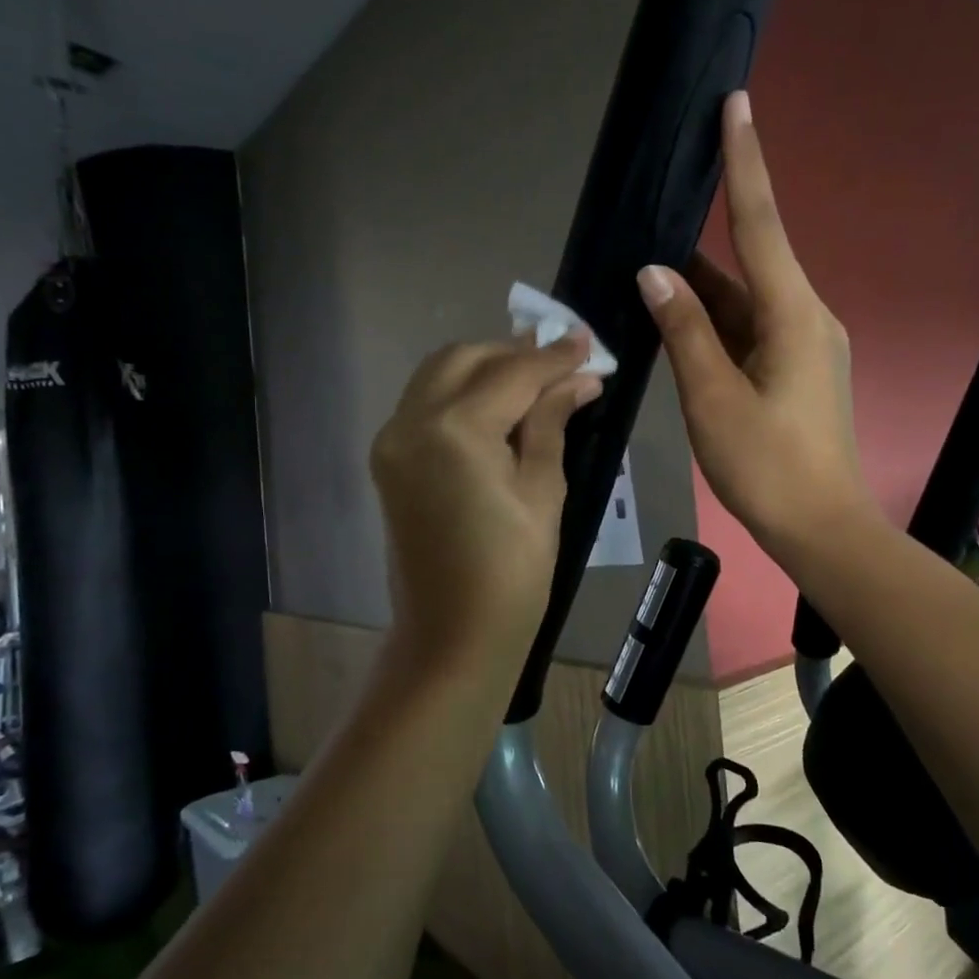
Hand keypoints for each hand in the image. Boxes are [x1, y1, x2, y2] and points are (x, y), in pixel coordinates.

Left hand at [371, 332, 602, 680]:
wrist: (452, 636)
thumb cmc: (512, 573)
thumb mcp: (543, 491)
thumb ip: (552, 422)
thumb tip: (579, 378)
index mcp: (454, 429)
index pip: (512, 372)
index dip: (555, 356)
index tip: (590, 342)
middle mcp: (411, 421)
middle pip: (465, 358)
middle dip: (515, 353)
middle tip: (563, 360)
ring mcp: (392, 440)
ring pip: (439, 375)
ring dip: (485, 367)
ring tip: (535, 378)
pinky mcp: (388, 460)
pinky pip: (425, 404)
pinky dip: (461, 393)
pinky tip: (498, 406)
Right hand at [638, 90, 868, 558]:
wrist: (822, 528)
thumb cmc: (767, 466)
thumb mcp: (713, 398)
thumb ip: (684, 330)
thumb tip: (656, 271)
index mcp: (793, 315)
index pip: (761, 224)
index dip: (745, 163)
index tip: (737, 104)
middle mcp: (805, 318)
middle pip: (749, 262)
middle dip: (704, 241)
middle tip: (655, 215)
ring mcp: (804, 346)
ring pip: (745, 302)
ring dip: (701, 293)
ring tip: (648, 277)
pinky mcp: (796, 372)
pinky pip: (749, 331)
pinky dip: (714, 325)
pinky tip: (678, 327)